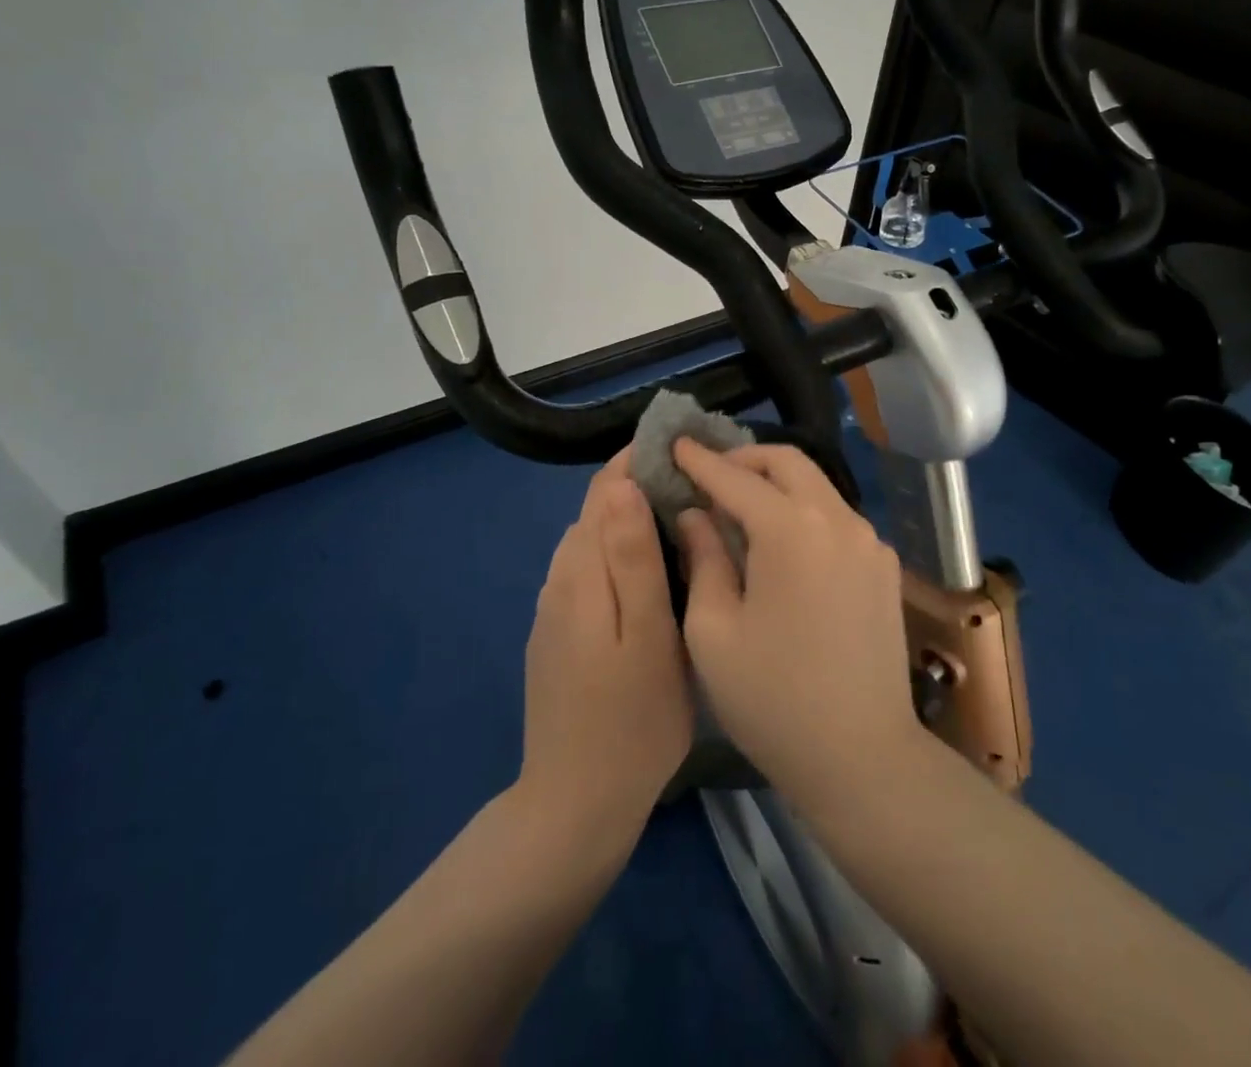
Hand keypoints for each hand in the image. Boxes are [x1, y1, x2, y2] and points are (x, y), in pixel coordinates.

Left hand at [518, 450, 692, 845]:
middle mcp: (560, 579)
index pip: (603, 490)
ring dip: (629, 517)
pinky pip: (588, 569)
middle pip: (596, 510)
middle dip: (639, 484)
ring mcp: (554, 608)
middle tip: (696, 484)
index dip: (637, 459)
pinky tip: (650, 571)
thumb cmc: (632, 721)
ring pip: (592, 539)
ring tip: (682, 519)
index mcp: (582, 573)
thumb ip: (633, 558)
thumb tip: (623, 485)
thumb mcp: (648, 636)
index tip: (681, 447)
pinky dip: (618, 551)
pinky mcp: (557, 632)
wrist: (576, 804)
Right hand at [673, 440, 927, 811]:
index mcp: (792, 530)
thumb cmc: (772, 699)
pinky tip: (780, 541)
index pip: (736, 478)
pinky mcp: (883, 565)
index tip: (674, 443)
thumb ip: (703, 557)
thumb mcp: (713, 630)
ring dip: (775, 482)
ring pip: (816, 485)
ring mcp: (868, 540)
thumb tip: (696, 514)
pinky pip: (835, 516)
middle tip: (708, 473)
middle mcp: (838, 519)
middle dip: (744, 459)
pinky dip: (802, 509)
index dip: (701, 460)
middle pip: (787, 463)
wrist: (862, 758)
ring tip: (739, 504)